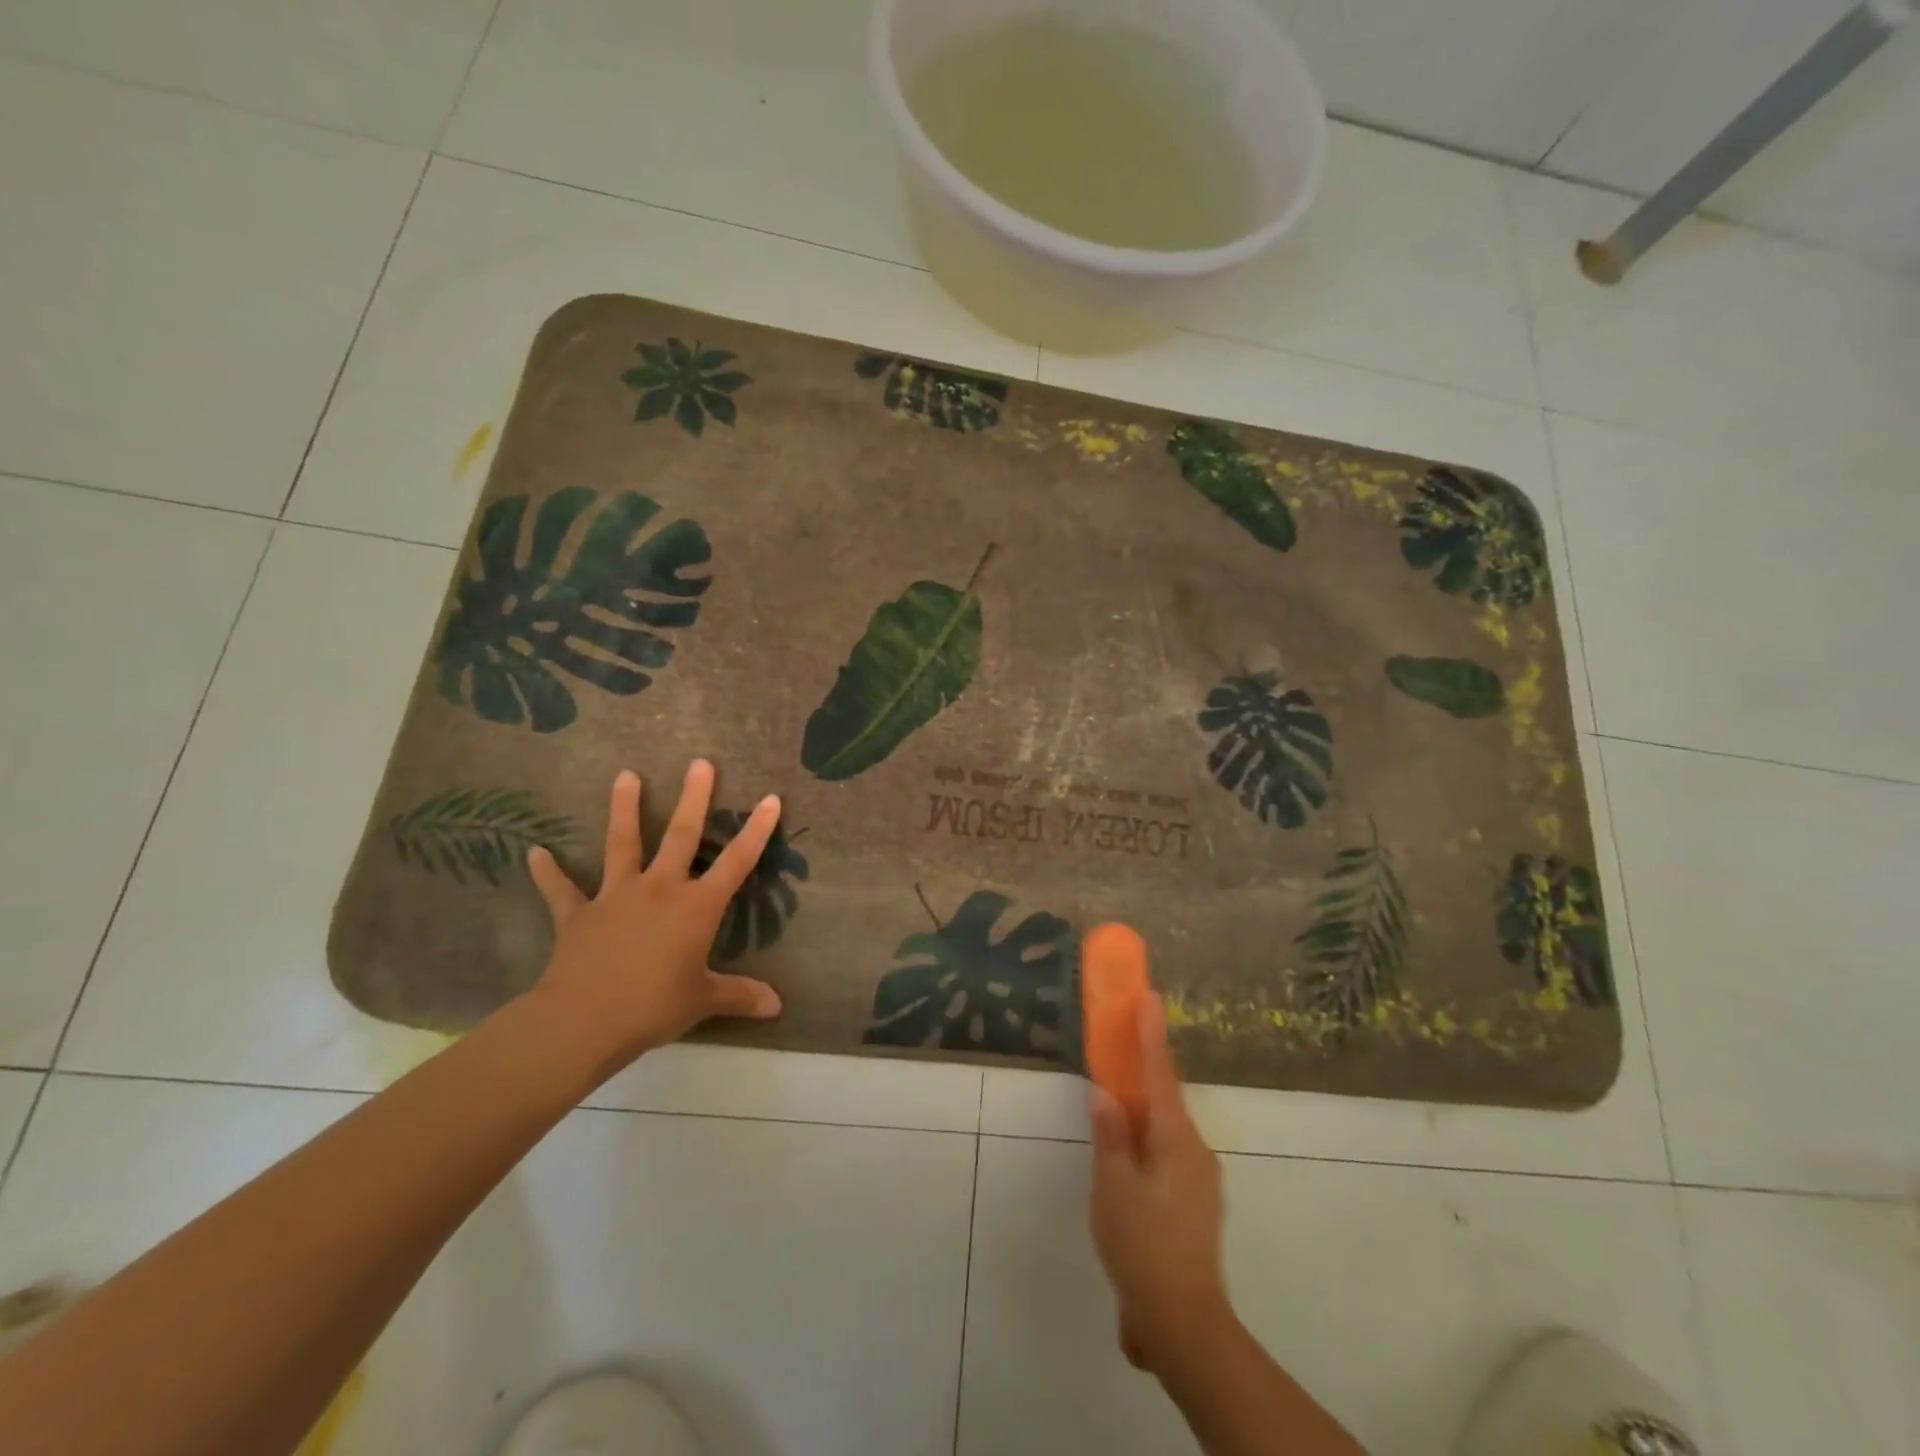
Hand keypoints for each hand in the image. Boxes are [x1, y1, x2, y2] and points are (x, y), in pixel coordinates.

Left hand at [526, 761, 782, 1065]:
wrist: (583, 1021)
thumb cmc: (653, 1007)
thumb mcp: (703, 1001)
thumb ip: (740, 996)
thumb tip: (778, 1006)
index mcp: (696, 907)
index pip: (736, 861)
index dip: (756, 830)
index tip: (770, 798)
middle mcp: (660, 889)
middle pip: (680, 835)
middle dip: (693, 798)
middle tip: (700, 763)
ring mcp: (616, 897)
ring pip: (622, 844)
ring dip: (624, 809)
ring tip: (626, 775)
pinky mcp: (578, 915)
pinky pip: (561, 890)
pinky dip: (548, 872)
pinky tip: (535, 853)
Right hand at [1088, 993, 1231, 1371]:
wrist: (1185, 1323)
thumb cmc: (1144, 1246)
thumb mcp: (1114, 1187)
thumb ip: (1110, 1136)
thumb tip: (1106, 1094)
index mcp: (1176, 1139)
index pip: (1160, 1074)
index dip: (1152, 1034)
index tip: (1150, 996)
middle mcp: (1195, 1150)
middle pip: (1166, 1097)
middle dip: (1147, 1068)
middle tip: (1124, 1043)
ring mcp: (1200, 1179)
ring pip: (1167, 1128)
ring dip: (1145, 1108)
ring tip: (1118, 1101)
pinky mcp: (1195, 1204)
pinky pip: (1168, 1153)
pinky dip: (1148, 1139)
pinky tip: (1129, 1156)